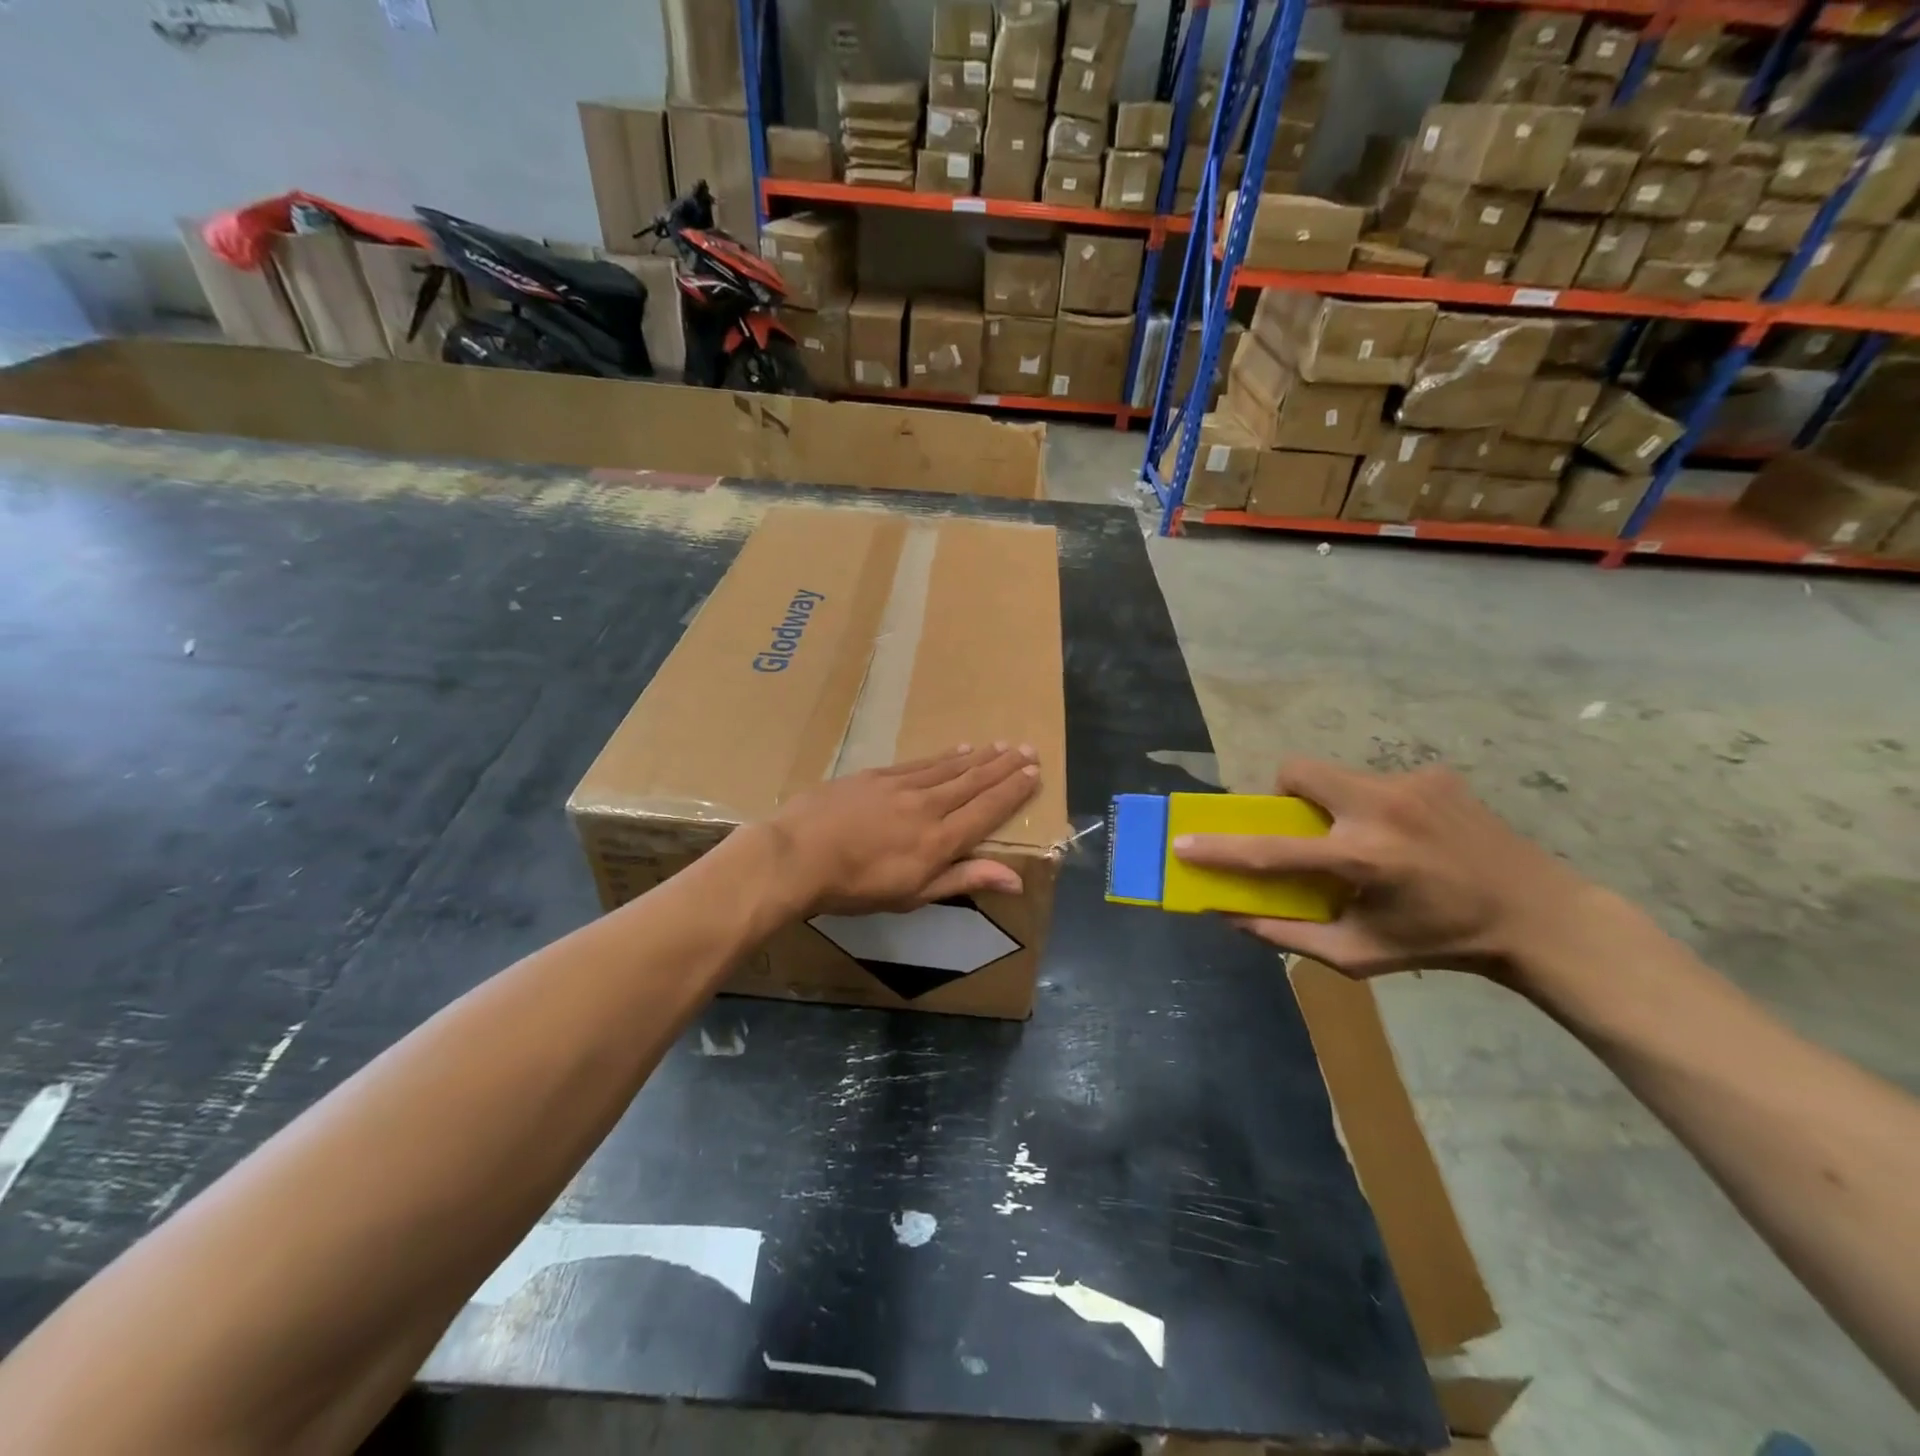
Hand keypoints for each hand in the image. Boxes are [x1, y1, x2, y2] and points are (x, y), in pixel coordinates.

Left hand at [763, 744, 1040, 916]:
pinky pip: (921, 762)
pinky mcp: (877, 775)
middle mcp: (928, 806)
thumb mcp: (913, 895)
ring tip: (1000, 745)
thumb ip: (964, 879)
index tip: (1034, 772)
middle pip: (974, 782)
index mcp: (940, 840)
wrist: (797, 855)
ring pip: (950, 767)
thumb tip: (1016, 880)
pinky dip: (944, 756)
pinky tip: (957, 750)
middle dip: (1003, 766)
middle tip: (1028, 749)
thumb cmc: (855, 887)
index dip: (1013, 791)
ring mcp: (901, 786)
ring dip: (979, 757)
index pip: (987, 810)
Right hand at [1173, 759, 1588, 979]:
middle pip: (1297, 772)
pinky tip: (1412, 836)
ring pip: (1337, 775)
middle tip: (1303, 828)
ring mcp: (1411, 784)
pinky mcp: (1435, 774)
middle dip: (1283, 795)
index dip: (1220, 848)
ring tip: (1368, 840)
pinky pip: (1377, 782)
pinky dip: (1375, 806)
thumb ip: (1288, 935)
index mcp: (1362, 860)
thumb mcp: (1359, 955)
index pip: (1271, 850)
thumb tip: (1228, 915)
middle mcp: (1381, 810)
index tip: (1183, 843)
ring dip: (1332, 804)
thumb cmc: (1441, 944)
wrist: (1539, 916)